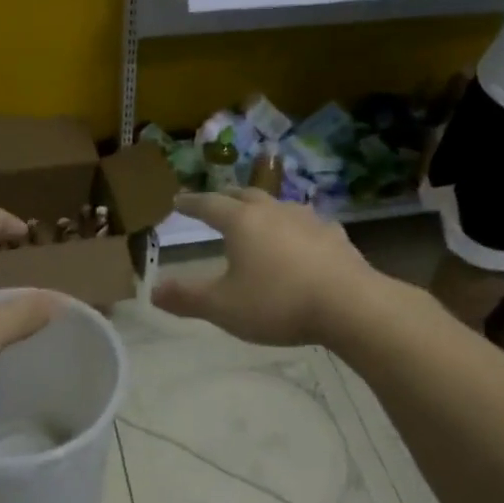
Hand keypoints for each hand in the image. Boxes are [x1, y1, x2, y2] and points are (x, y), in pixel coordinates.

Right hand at [150, 189, 375, 347]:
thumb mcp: (223, 307)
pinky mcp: (335, 236)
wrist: (349, 305)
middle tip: (215, 201)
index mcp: (241, 223)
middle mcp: (274, 212)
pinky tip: (302, 238)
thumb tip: (154, 291)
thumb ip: (187, 298)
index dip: (191, 203)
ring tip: (257, 216)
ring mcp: (309, 220)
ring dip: (262, 208)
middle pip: (245, 195)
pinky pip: (308, 224)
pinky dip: (295, 227)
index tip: (178, 200)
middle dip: (226, 197)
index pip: (209, 205)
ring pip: (279, 205)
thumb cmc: (277, 303)